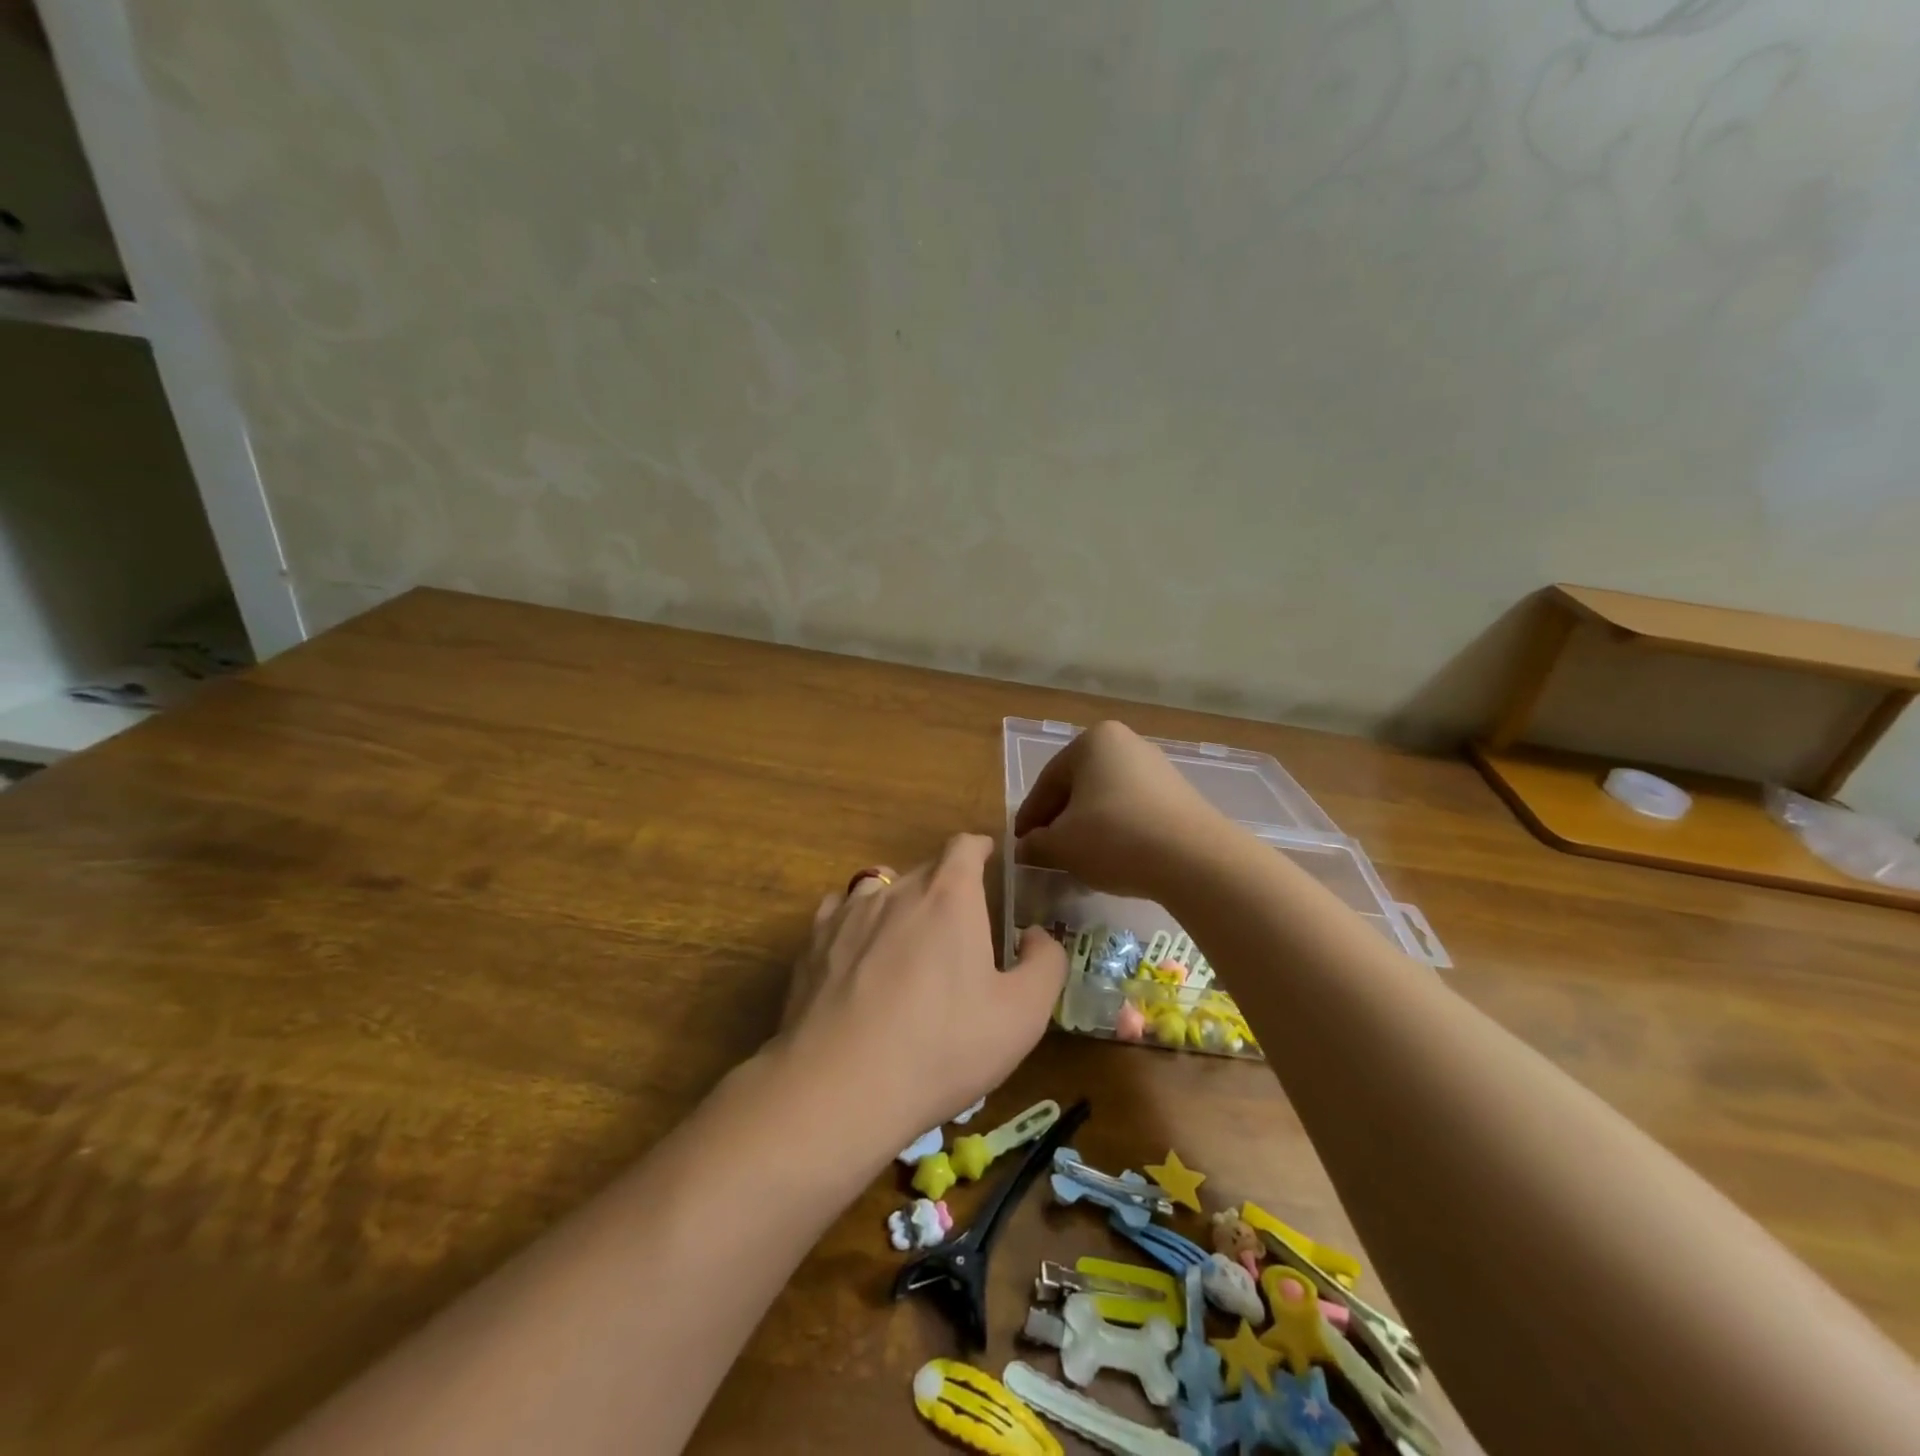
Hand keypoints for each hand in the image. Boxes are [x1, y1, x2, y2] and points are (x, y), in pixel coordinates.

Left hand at [777, 834, 1066, 1145]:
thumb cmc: (942, 1046)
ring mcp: (848, 914)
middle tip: (958, 926)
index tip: (987, 859)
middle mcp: (896, 891)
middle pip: (925, 869)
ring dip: (899, 902)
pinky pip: (839, 913)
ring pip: (879, 888)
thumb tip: (1035, 935)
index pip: (964, 846)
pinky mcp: (813, 943)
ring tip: (906, 939)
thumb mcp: (1021, 1015)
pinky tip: (858, 956)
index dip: (979, 848)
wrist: (841, 1087)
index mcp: (949, 896)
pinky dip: (856, 923)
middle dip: (946, 886)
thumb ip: (1044, 964)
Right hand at [1013, 720, 1226, 898]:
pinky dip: (1117, 832)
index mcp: (1093, 742)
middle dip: (1060, 820)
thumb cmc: (1115, 838)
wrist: (1195, 859)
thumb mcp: (1062, 844)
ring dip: (1088, 828)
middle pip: (1078, 787)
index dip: (1030, 817)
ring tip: (1078, 860)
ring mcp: (1157, 768)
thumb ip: (1036, 843)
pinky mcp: (1179, 795)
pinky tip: (1113, 859)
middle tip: (1046, 852)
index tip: (1020, 844)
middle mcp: (1126, 744)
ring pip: (1106, 799)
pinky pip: (1134, 810)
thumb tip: (1025, 847)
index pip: (1048, 782)